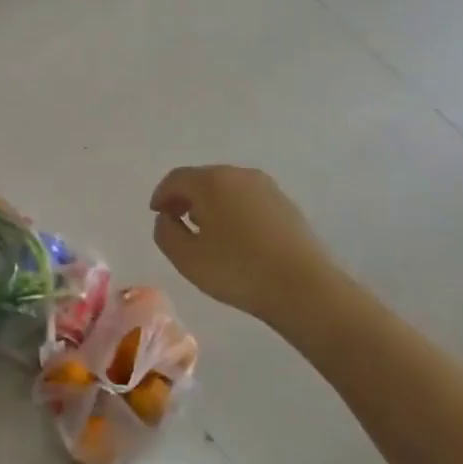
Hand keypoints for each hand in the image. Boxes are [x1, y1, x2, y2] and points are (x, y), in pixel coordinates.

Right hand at [149, 166, 348, 325]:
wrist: (305, 288)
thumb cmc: (238, 271)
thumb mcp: (186, 258)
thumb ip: (165, 232)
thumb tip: (167, 218)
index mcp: (211, 182)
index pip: (176, 179)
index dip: (161, 196)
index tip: (157, 215)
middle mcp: (239, 175)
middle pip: (202, 179)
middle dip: (186, 198)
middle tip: (177, 222)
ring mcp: (267, 188)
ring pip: (227, 189)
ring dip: (211, 204)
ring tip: (206, 232)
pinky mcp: (286, 205)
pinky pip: (248, 200)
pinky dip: (234, 211)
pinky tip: (236, 238)